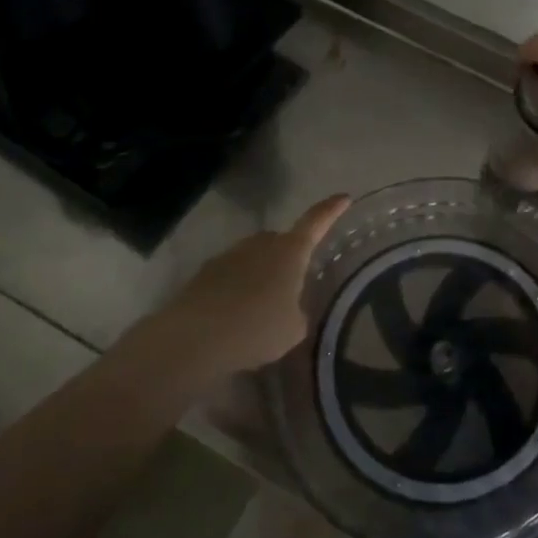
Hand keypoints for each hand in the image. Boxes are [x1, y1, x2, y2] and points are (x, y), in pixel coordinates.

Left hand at [168, 195, 351, 374]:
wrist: (193, 339)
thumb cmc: (256, 328)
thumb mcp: (294, 329)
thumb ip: (298, 312)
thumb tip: (291, 310)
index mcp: (291, 251)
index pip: (316, 222)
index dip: (332, 210)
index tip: (344, 198)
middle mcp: (261, 243)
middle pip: (282, 241)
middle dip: (290, 256)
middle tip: (294, 283)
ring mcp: (230, 255)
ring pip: (255, 257)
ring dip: (262, 274)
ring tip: (262, 306)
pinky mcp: (205, 273)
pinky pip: (232, 274)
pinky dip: (238, 288)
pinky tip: (236, 315)